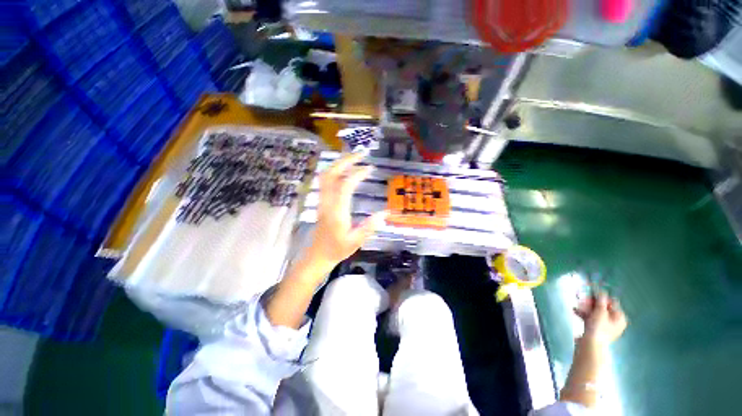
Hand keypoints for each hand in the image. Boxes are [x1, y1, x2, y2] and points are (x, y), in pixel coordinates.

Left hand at [307, 153, 387, 270]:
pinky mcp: (321, 202)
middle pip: (331, 174)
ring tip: (354, 158)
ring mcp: (322, 201)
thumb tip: (385, 213)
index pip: (345, 186)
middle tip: (360, 154)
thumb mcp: (355, 242)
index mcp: (336, 211)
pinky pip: (325, 181)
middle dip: (345, 161)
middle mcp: (327, 202)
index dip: (357, 174)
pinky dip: (335, 171)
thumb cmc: (337, 249)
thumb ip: (369, 227)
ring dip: (339, 164)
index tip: (369, 168)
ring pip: (325, 176)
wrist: (317, 255)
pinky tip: (344, 170)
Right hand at [575, 292, 626, 344]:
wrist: (591, 344)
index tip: (590, 293)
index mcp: (619, 317)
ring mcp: (606, 326)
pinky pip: (591, 318)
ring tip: (576, 305)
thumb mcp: (600, 311)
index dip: (601, 297)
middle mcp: (615, 321)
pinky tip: (575, 311)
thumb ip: (601, 300)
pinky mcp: (597, 329)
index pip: (612, 302)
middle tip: (581, 298)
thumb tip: (602, 290)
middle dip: (591, 302)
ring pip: (595, 312)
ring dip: (585, 307)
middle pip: (602, 307)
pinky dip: (584, 314)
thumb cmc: (599, 327)